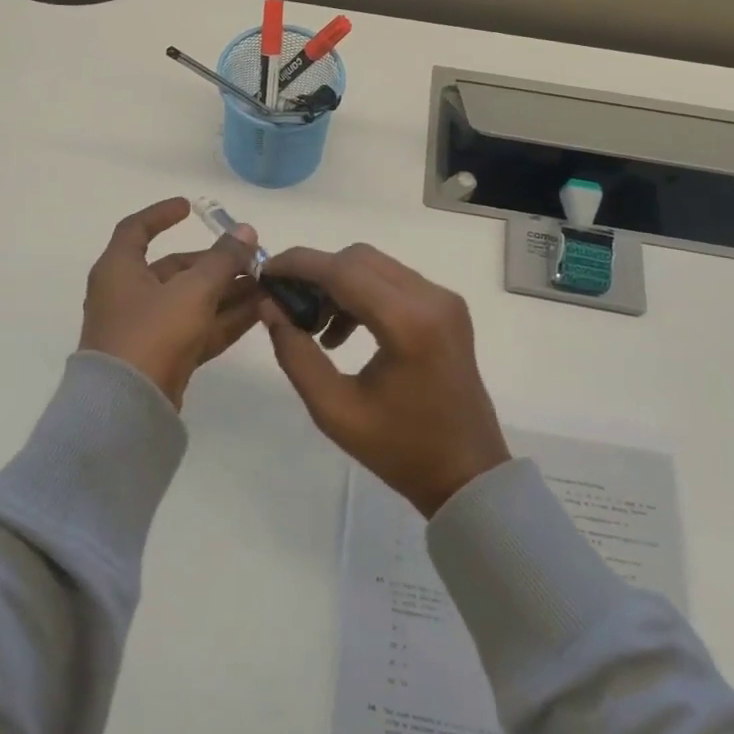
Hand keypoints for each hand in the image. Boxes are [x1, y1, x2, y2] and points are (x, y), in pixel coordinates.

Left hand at [78, 198, 262, 408]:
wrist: (126, 408)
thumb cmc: (151, 332)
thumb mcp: (192, 290)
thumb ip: (223, 260)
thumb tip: (246, 231)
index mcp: (119, 269)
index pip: (136, 229)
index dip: (162, 215)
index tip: (191, 207)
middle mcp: (128, 294)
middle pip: (175, 269)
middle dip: (215, 263)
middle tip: (253, 259)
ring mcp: (145, 328)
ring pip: (191, 301)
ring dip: (226, 292)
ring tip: (266, 285)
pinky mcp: (162, 357)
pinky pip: (196, 328)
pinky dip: (223, 319)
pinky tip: (259, 312)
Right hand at [259, 244, 509, 516]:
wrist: (468, 475)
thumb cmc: (400, 449)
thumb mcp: (334, 410)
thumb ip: (296, 354)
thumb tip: (269, 307)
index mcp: (408, 323)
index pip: (343, 270)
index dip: (299, 265)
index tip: (265, 272)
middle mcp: (431, 298)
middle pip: (359, 259)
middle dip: (316, 272)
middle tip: (286, 303)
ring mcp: (443, 300)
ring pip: (375, 266)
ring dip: (338, 283)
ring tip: (313, 325)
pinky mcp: (446, 308)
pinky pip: (392, 281)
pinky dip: (361, 293)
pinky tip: (342, 331)